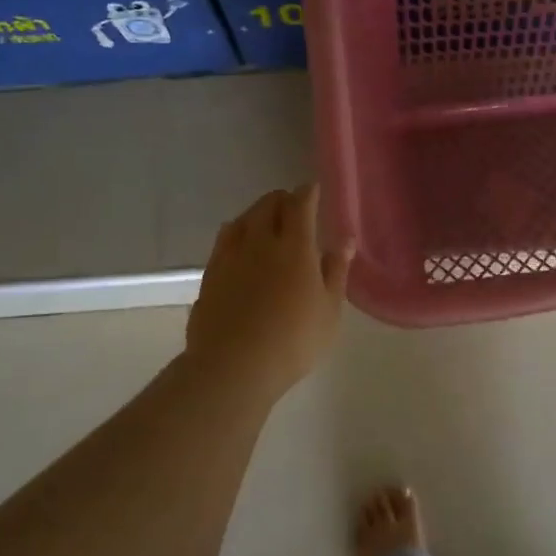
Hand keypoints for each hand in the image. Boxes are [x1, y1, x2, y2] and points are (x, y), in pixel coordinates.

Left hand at [188, 185, 352, 397]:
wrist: (233, 366)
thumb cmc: (294, 340)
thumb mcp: (329, 310)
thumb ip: (336, 271)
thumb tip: (345, 240)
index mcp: (295, 247)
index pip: (301, 205)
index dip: (308, 193)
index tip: (314, 189)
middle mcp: (260, 242)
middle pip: (268, 205)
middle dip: (282, 199)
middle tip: (293, 205)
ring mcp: (230, 256)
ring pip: (243, 219)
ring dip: (257, 212)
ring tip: (266, 220)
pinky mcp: (210, 273)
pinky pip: (224, 239)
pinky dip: (236, 231)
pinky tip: (239, 242)